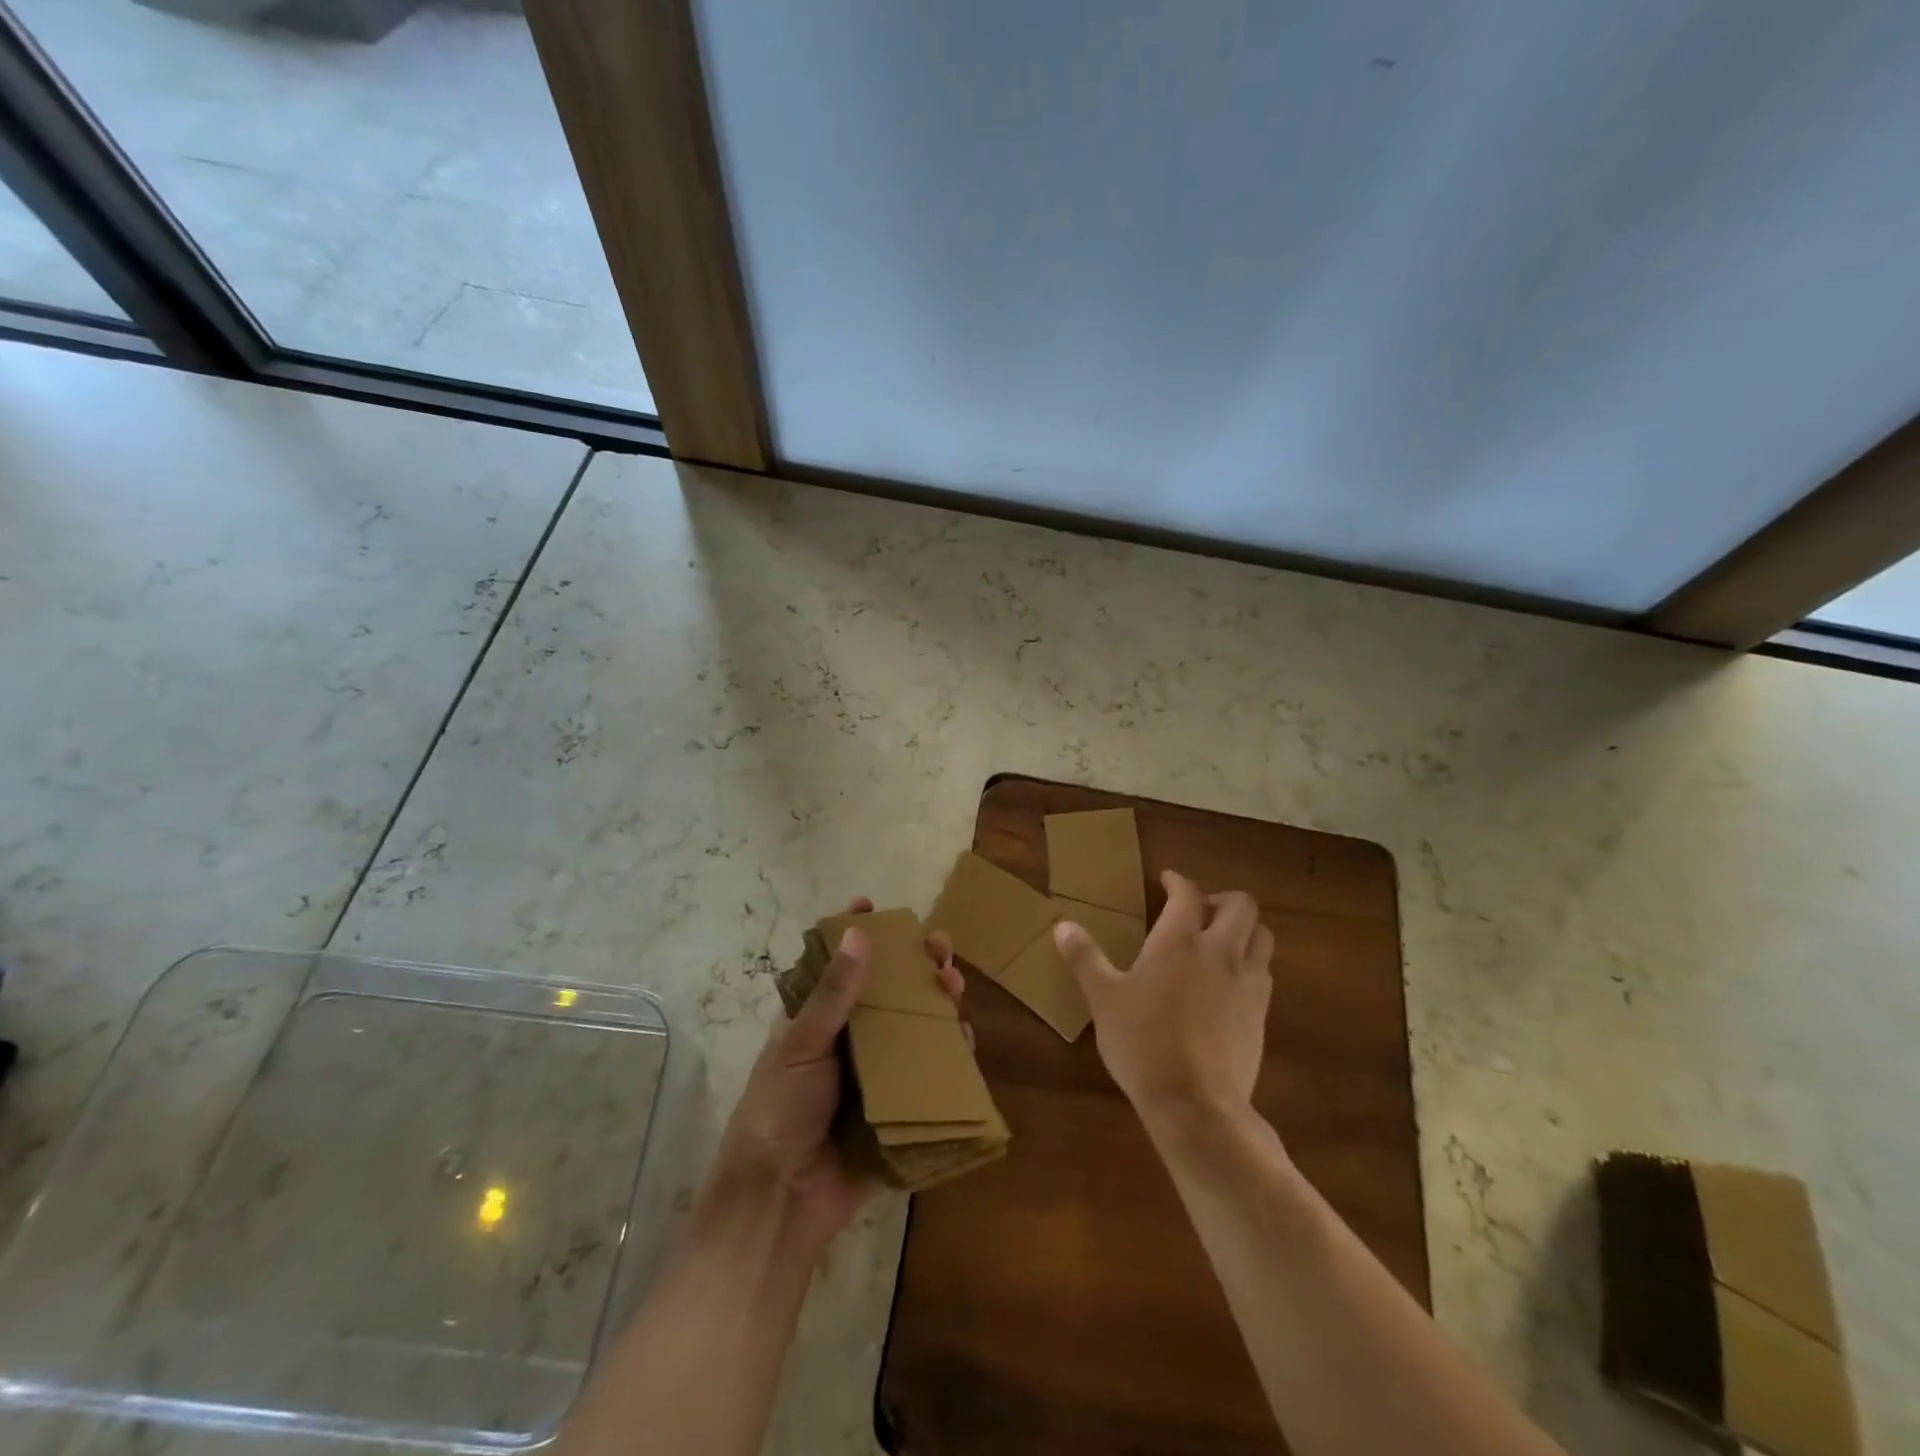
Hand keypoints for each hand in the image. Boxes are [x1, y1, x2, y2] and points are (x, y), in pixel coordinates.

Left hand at [706, 897, 964, 1253]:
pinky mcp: (898, 1108)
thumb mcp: (800, 1045)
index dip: (856, 934)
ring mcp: (876, 1074)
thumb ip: (832, 994)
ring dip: (937, 1003)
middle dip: (915, 965)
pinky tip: (965, 1037)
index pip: (839, 966)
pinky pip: (930, 1074)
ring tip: (954, 985)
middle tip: (940, 947)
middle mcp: (850, 1041)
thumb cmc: (779, 1111)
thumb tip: (859, 933)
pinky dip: (950, 1055)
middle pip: (889, 992)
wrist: (781, 1201)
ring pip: (914, 1027)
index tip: (874, 904)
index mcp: (817, 1021)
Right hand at [1054, 871, 1274, 1132]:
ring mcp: (1247, 981)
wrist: (1196, 1104)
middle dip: (1221, 899)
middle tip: (1198, 910)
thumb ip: (1085, 958)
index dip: (1177, 881)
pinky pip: (1264, 971)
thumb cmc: (1143, 1043)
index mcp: (1180, 940)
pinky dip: (1250, 962)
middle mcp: (1221, 951)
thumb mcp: (1103, 999)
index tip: (1167, 880)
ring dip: (1244, 928)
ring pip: (1262, 936)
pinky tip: (1228, 981)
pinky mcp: (1261, 1012)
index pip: (1187, 893)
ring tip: (1220, 941)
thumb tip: (1062, 925)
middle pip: (1242, 906)